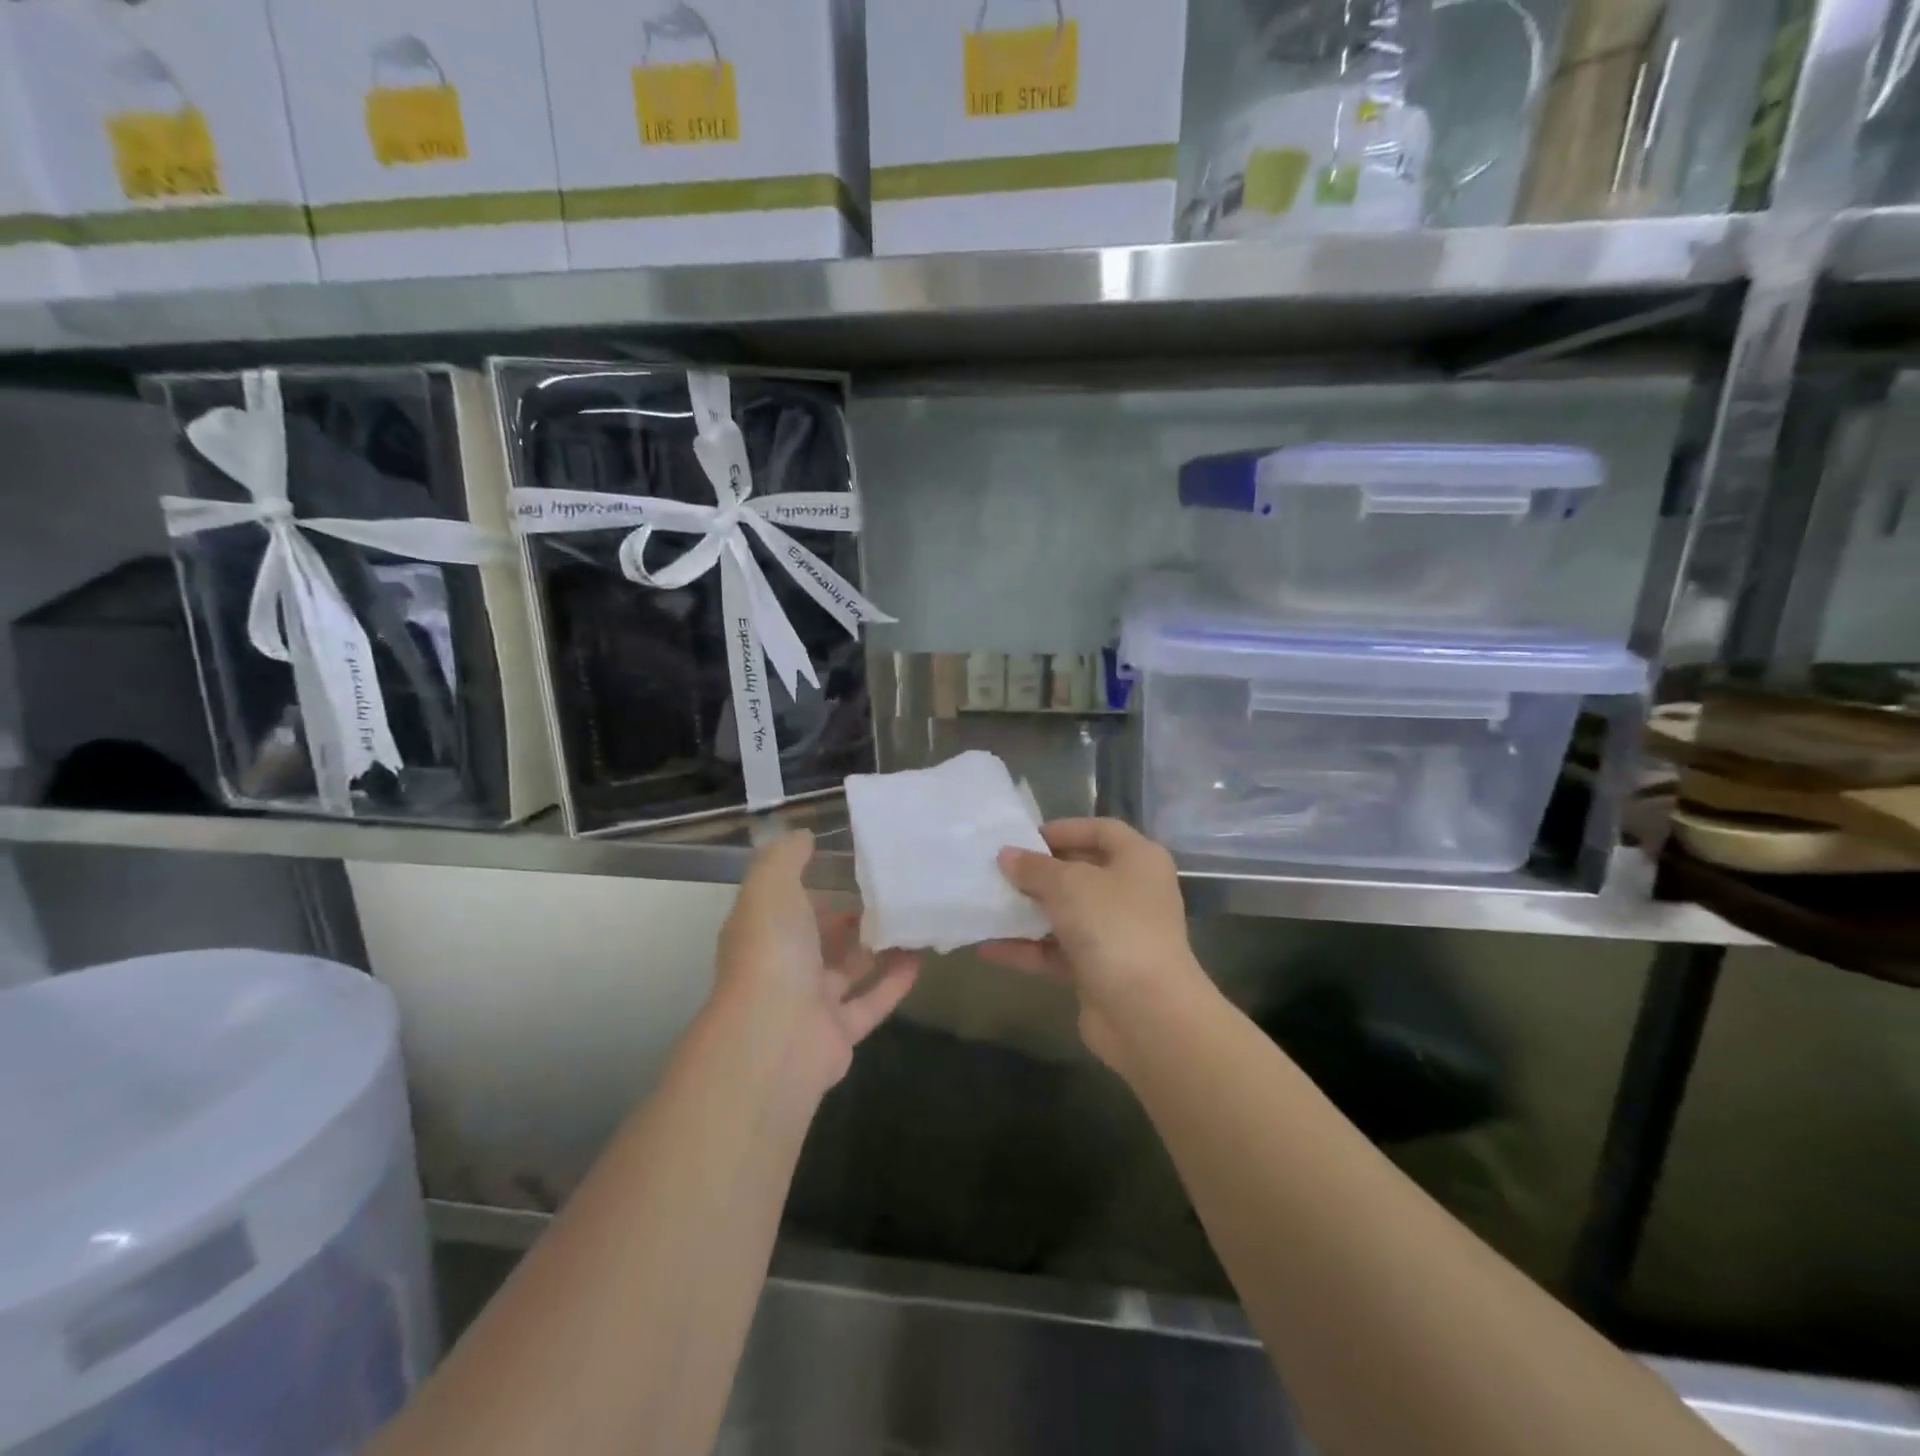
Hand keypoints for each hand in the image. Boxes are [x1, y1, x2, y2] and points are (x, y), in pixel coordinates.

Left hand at [714, 830, 919, 1094]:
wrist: (775, 1038)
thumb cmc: (772, 951)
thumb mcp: (772, 886)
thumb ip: (786, 856)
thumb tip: (804, 836)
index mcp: (763, 932)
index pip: (787, 902)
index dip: (813, 882)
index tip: (850, 860)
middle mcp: (783, 967)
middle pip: (820, 938)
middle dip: (849, 915)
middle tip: (890, 889)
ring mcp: (811, 1003)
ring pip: (849, 970)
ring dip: (878, 947)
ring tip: (913, 918)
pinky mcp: (840, 1033)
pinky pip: (872, 1002)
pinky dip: (895, 981)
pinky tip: (922, 957)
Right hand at [981, 818, 1208, 1070]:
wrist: (1147, 1012)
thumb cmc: (1114, 926)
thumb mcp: (1068, 884)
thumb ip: (1034, 868)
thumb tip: (1007, 855)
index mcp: (1139, 860)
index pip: (1101, 830)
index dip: (1064, 829)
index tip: (1024, 837)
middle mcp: (1132, 892)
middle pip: (1081, 872)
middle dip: (1039, 872)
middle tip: (998, 870)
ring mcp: (1117, 934)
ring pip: (1066, 914)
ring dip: (1028, 912)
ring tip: (985, 905)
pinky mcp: (1099, 971)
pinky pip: (1057, 952)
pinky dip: (1027, 949)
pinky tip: (987, 948)